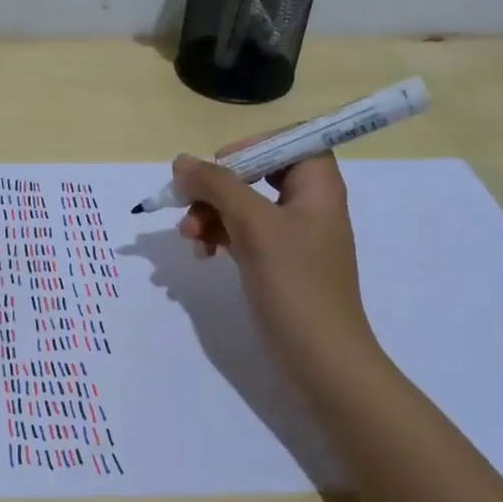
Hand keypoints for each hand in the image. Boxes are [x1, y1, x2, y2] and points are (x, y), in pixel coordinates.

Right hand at [173, 146, 383, 392]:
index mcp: (318, 188)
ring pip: (243, 206)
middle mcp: (307, 206)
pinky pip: (241, 235)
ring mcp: (291, 237)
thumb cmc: (295, 284)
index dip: (254, 146)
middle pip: (257, 174)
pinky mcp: (276, 264)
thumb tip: (181, 161)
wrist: (321, 360)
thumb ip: (217, 186)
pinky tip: (201, 255)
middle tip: (188, 203)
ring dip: (210, 214)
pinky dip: (218, 238)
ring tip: (189, 238)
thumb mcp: (254, 226)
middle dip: (218, 187)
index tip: (219, 164)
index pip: (290, 142)